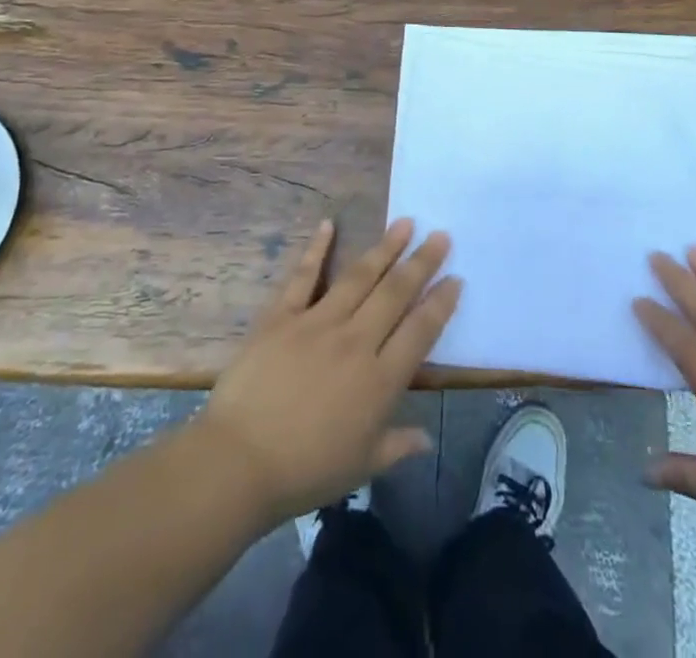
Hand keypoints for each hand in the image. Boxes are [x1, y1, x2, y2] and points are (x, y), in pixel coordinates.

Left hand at [194, 218, 459, 527]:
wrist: (239, 462)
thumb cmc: (304, 472)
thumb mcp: (361, 467)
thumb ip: (397, 445)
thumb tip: (426, 437)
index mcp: (379, 380)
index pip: (420, 331)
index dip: (441, 302)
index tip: (456, 277)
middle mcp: (356, 341)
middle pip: (395, 293)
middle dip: (422, 262)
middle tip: (440, 235)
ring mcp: (318, 322)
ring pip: (359, 276)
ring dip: (384, 248)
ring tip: (405, 222)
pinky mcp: (282, 316)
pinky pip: (303, 276)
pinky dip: (316, 248)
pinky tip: (328, 224)